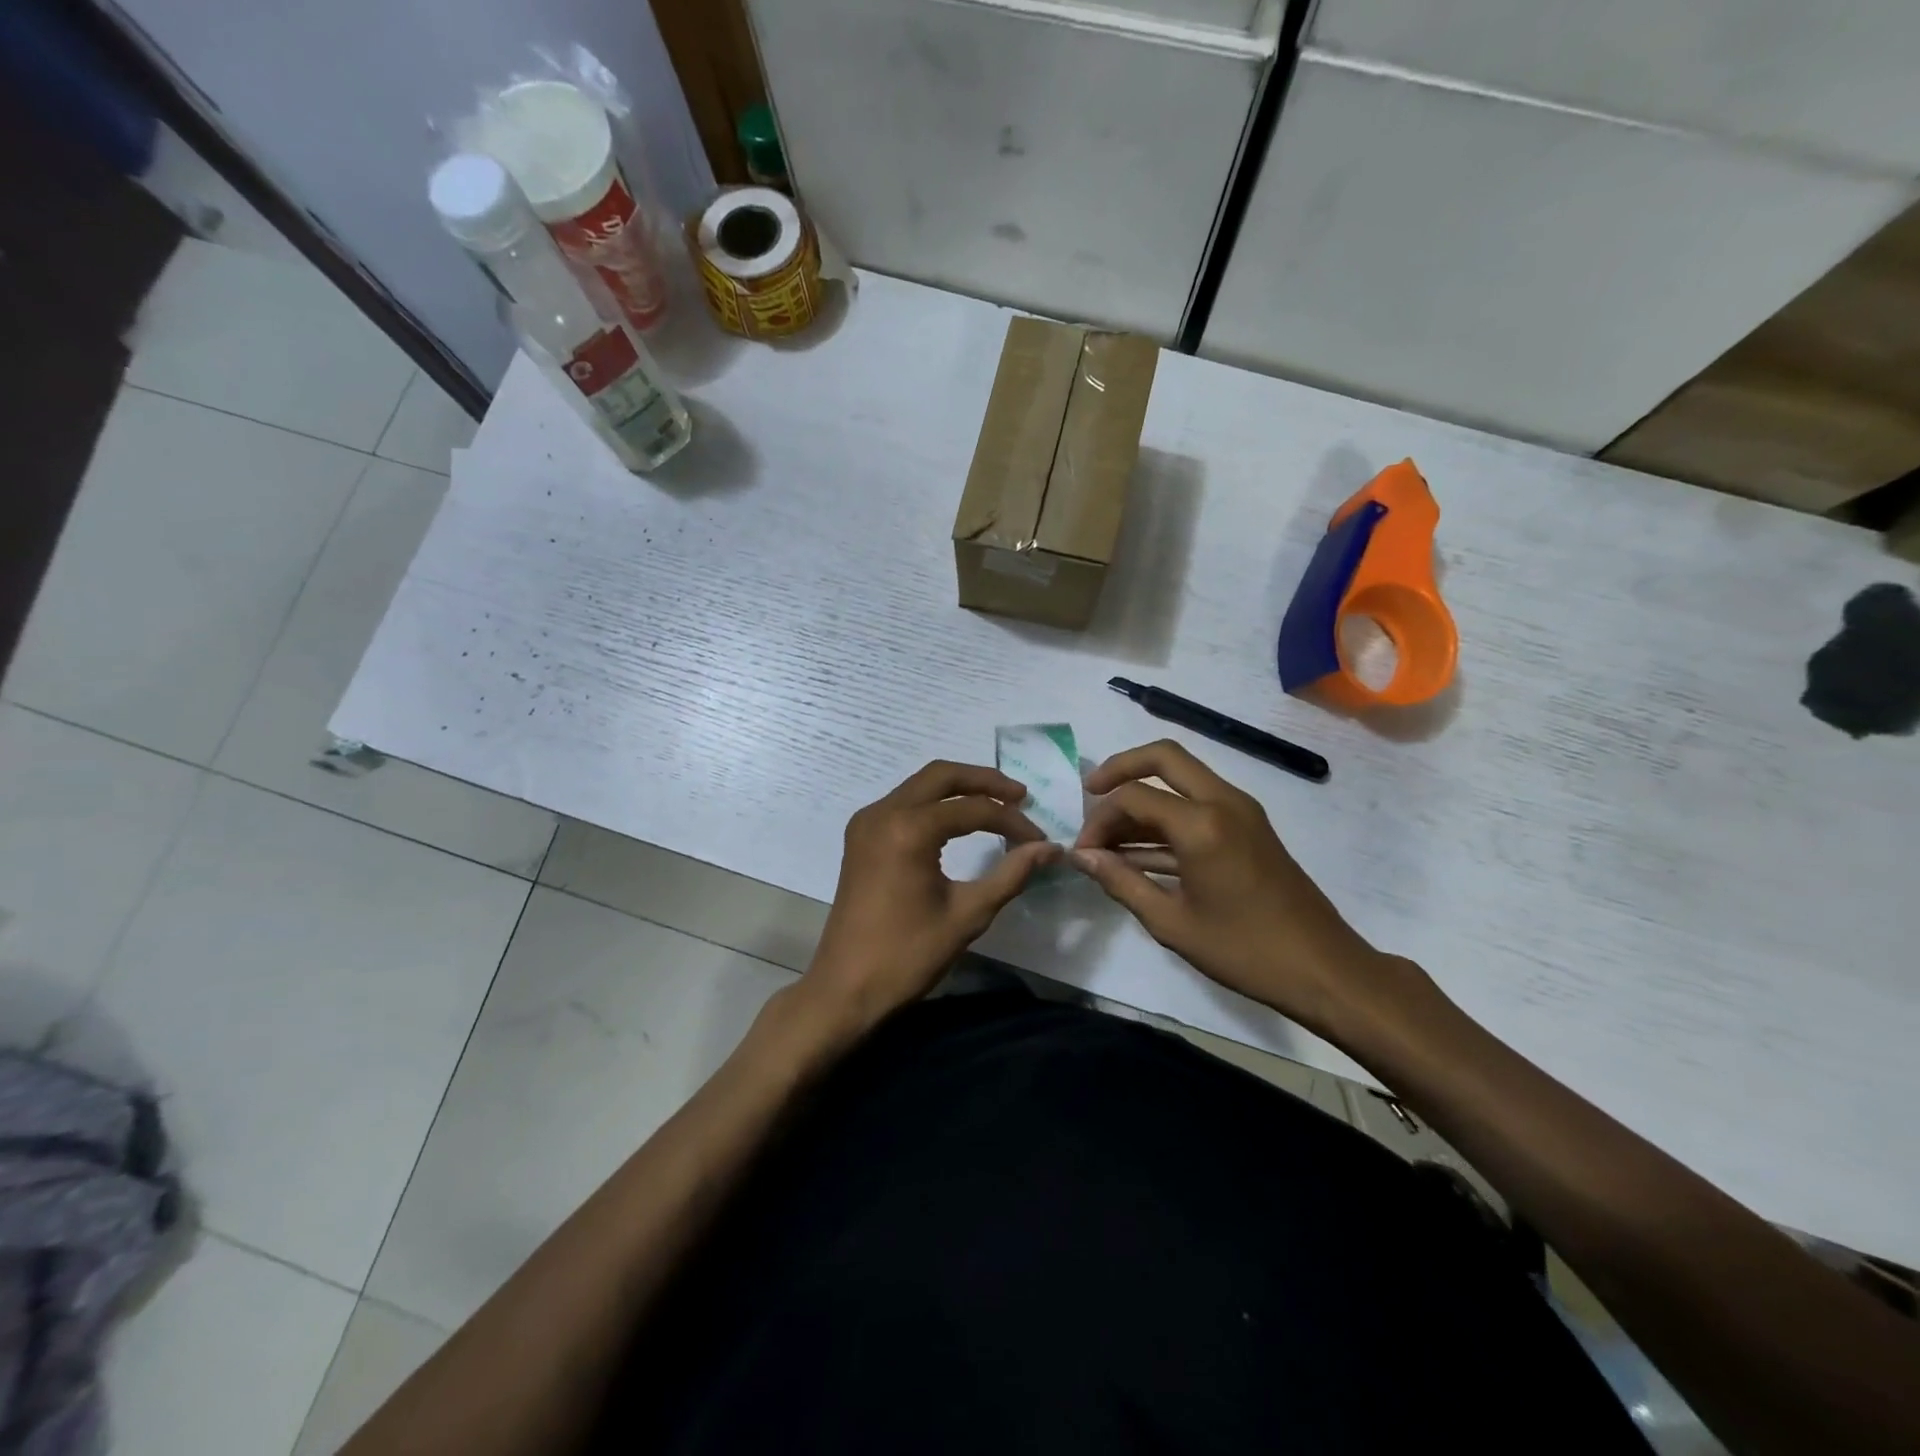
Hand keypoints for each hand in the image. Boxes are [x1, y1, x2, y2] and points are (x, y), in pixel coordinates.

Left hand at [801, 760, 1058, 1035]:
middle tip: (1021, 797)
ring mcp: (866, 822)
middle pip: (942, 775)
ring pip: (921, 785)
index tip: (1040, 841)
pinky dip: (935, 803)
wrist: (845, 988)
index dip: (1012, 822)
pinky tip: (958, 821)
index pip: (973, 809)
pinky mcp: (860, 836)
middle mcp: (883, 812)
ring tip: (997, 805)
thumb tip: (1051, 848)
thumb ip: (1011, 874)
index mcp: (908, 829)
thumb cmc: (908, 955)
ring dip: (959, 789)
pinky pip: (904, 802)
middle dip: (984, 781)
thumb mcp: (968, 915)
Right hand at [1071, 740, 1396, 1038]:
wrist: (1324, 969)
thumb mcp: (1171, 922)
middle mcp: (1223, 801)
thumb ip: (1121, 882)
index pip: (1133, 796)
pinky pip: (1199, 804)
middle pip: (1164, 758)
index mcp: (1202, 824)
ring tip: (1109, 836)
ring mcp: (1241, 811)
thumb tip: (1081, 857)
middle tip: (1090, 793)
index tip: (1082, 851)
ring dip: (1144, 797)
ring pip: (1182, 779)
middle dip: (1121, 769)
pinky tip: (1140, 851)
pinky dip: (1167, 817)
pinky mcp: (1249, 827)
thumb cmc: (1244, 950)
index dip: (1099, 820)